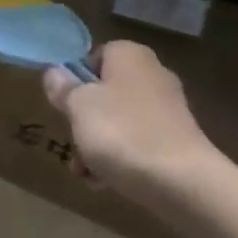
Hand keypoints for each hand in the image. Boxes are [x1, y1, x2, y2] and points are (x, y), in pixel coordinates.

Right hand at [42, 41, 223, 205]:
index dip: (74, 80)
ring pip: (119, 121)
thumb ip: (63, 87)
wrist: (182, 182)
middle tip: (71, 142)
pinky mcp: (177, 141)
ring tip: (84, 173)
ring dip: (97, 145)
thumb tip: (55, 73)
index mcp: (129, 55)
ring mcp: (168, 109)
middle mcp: (152, 74)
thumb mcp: (78, 106)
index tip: (63, 105)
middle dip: (84, 119)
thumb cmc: (122, 132)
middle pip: (105, 92)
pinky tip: (104, 183)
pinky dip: (120, 159)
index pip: (94, 56)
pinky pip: (138, 143)